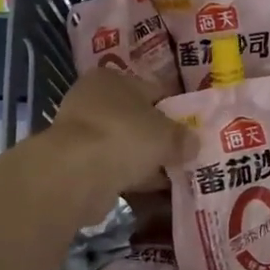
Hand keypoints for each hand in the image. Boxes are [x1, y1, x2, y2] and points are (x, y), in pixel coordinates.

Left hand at [46, 67, 194, 202]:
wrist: (76, 175)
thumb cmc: (124, 137)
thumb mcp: (166, 134)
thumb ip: (182, 137)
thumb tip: (193, 143)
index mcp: (112, 78)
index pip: (153, 90)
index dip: (176, 109)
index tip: (193, 129)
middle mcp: (93, 100)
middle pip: (138, 119)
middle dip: (160, 138)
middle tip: (186, 155)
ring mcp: (82, 133)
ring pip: (125, 145)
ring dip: (146, 161)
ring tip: (174, 176)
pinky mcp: (77, 164)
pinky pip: (114, 168)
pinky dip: (131, 177)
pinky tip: (152, 191)